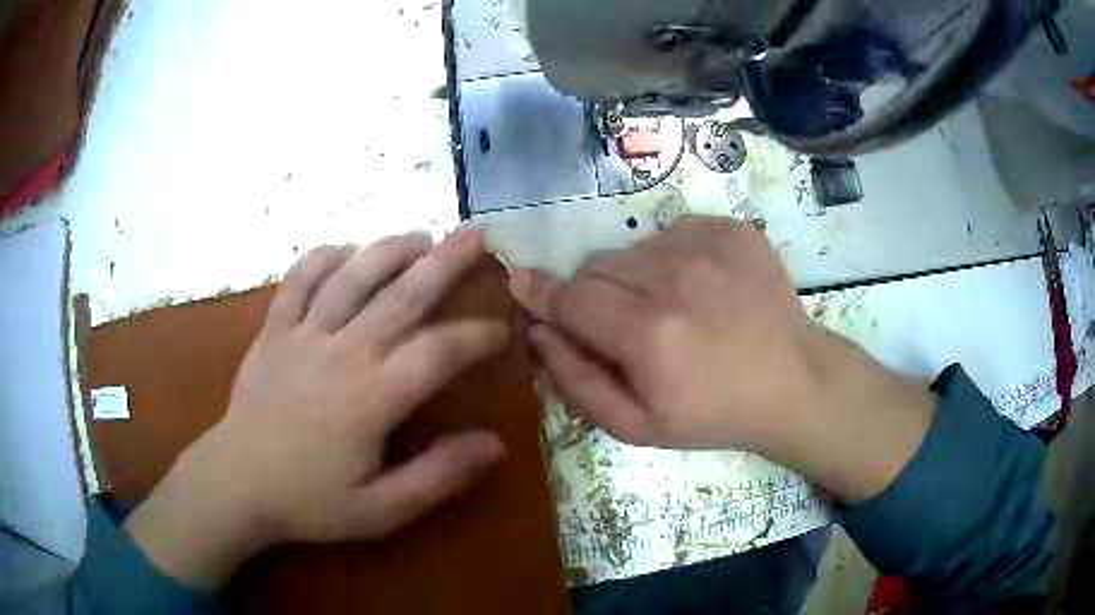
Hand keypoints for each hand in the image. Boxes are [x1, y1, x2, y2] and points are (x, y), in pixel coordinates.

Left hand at [125, 227, 508, 587]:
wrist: (236, 483)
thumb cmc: (309, 501)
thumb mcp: (382, 510)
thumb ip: (439, 475)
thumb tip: (496, 445)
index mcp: (373, 396)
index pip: (440, 351)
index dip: (477, 336)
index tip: (501, 330)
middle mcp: (343, 352)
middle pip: (403, 294)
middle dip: (447, 261)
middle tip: (478, 234)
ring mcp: (304, 334)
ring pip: (353, 275)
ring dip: (390, 249)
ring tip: (421, 236)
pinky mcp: (274, 329)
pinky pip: (299, 279)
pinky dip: (324, 258)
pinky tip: (345, 251)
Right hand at [510, 216, 936, 501]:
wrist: (792, 381)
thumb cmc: (713, 414)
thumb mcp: (637, 426)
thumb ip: (576, 381)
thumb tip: (538, 332)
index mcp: (648, 334)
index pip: (569, 297)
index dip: (541, 293)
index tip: (521, 285)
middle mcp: (673, 278)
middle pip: (596, 267)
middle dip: (592, 294)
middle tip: (622, 325)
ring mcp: (707, 245)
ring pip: (632, 248)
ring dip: (632, 276)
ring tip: (668, 308)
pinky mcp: (730, 229)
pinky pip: (671, 232)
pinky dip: (669, 257)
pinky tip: (698, 288)